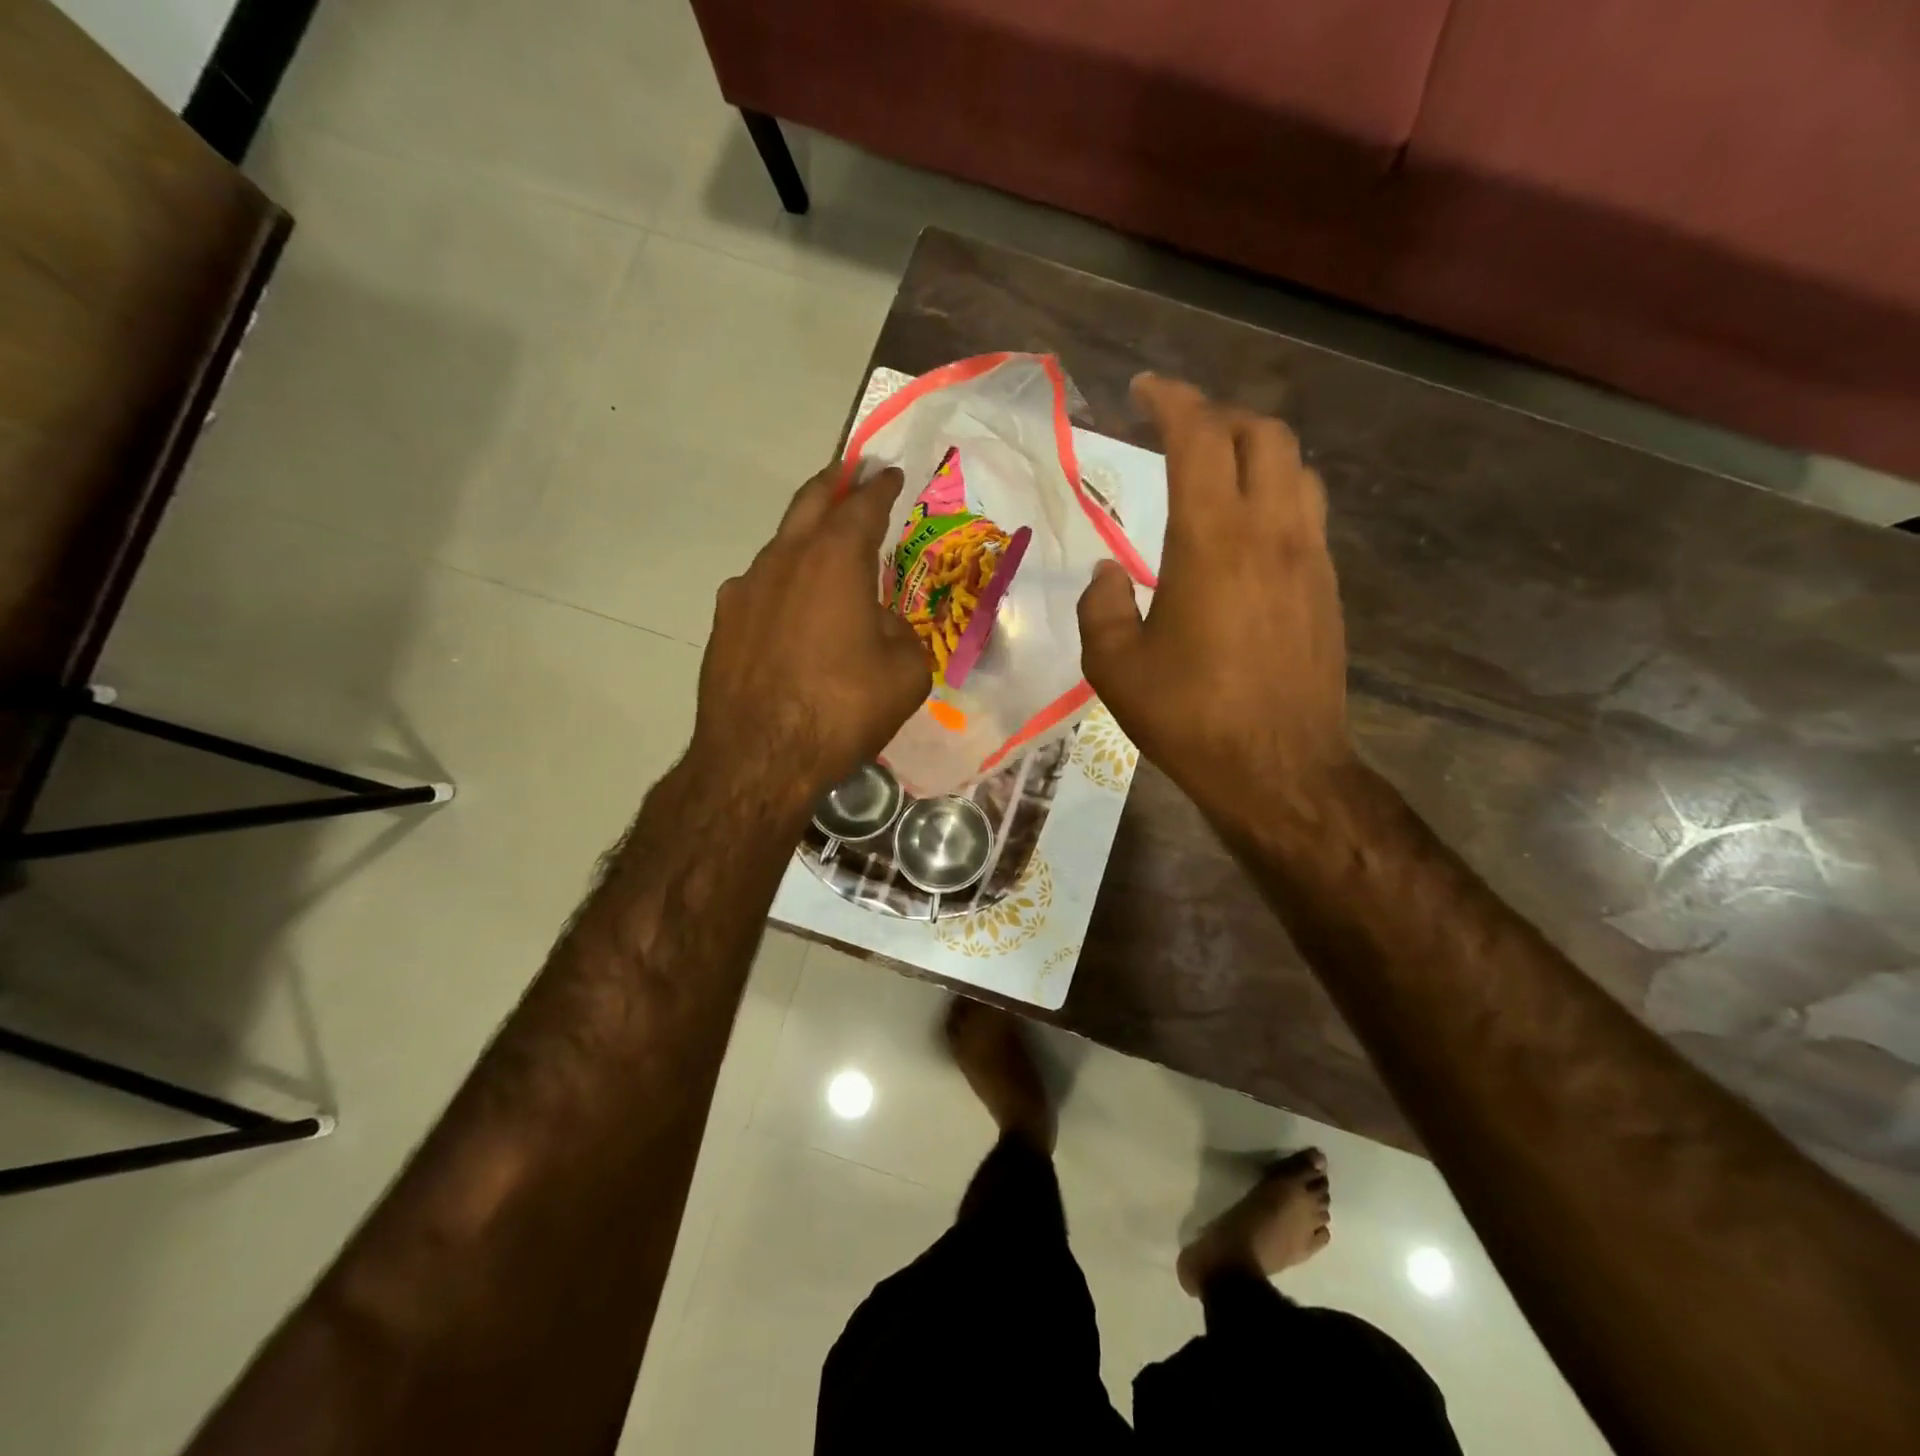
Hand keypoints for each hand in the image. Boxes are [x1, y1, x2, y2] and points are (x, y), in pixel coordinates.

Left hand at [692, 462, 929, 809]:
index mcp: (835, 560)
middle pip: (810, 503)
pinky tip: (791, 612)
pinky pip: (760, 589)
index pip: (862, 506)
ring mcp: (745, 589)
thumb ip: (900, 633)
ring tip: (824, 553)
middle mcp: (785, 560)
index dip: (879, 487)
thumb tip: (881, 624)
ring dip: (805, 539)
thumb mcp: (905, 673)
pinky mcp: (724, 623)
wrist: (759, 758)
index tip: (888, 472)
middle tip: (849, 472)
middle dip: (834, 483)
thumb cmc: (842, 710)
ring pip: (780, 547)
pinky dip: (782, 585)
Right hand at [1078, 375, 1355, 828]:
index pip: (1199, 437)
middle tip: (1179, 432)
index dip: (1171, 400)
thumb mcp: (1115, 667)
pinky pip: (1307, 512)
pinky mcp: (1327, 587)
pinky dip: (1276, 493)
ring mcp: (1309, 557)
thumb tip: (1108, 574)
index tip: (1143, 390)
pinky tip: (1248, 530)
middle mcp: (1270, 531)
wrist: (1278, 769)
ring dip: (1256, 450)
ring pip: (1296, 467)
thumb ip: (1102, 606)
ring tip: (1218, 471)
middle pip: (1262, 433)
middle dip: (1218, 416)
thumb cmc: (1189, 717)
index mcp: (1211, 540)